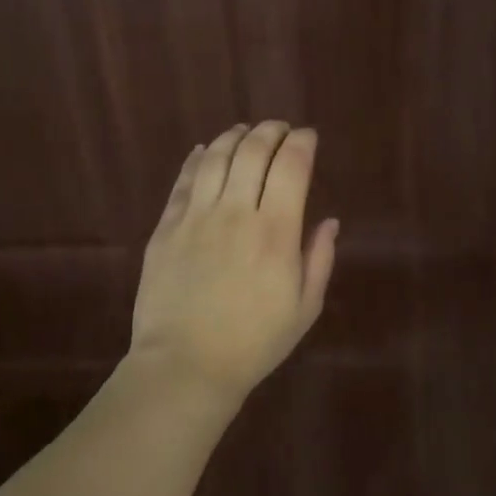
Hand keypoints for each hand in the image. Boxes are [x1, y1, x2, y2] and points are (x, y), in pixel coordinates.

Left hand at [129, 122, 339, 397]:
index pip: (291, 166)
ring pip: (216, 157)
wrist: (185, 366)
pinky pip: (184, 181)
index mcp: (276, 232)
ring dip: (234, 136)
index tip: (308, 137)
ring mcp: (196, 217)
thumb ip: (320, 260)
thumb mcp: (304, 309)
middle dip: (271, 131)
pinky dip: (198, 159)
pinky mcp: (166, 228)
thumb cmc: (254, 343)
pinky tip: (205, 151)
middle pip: (253, 150)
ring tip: (245, 132)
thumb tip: (329, 221)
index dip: (302, 142)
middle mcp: (236, 213)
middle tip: (279, 129)